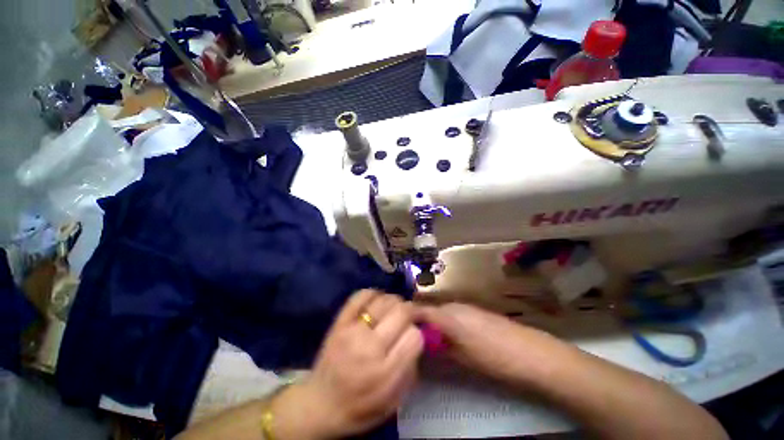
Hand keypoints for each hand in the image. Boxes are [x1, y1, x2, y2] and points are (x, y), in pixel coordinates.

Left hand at [272, 290, 423, 438]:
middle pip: (402, 312)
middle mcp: (369, 347)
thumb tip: (417, 334)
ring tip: (395, 310)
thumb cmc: (361, 408)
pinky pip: (361, 295)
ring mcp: (352, 330)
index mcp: (385, 373)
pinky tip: (378, 302)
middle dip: (412, 310)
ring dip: (395, 302)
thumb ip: (410, 367)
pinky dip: (374, 293)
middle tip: (411, 315)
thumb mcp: (394, 401)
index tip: (415, 335)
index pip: (414, 336)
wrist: (320, 405)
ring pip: (384, 300)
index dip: (418, 333)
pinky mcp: (340, 321)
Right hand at [416, 303, 548, 385]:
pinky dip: (446, 322)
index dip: (407, 316)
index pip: (420, 310)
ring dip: (433, 322)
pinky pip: (453, 313)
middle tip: (413, 337)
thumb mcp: (462, 358)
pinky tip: (449, 335)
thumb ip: (439, 348)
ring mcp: (466, 307)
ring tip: (430, 338)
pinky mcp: (475, 310)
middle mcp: (454, 306)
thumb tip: (422, 344)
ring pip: (441, 311)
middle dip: (420, 322)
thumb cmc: (493, 358)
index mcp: (448, 316)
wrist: (530, 352)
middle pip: (430, 310)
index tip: (398, 325)